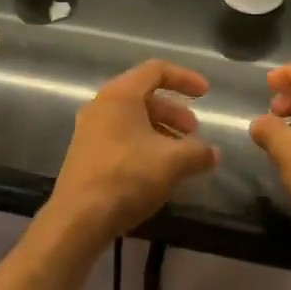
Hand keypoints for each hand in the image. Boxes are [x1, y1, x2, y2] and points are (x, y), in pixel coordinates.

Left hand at [45, 60, 218, 245]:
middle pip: (145, 96)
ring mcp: (90, 130)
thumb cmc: (127, 177)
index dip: (185, 78)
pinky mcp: (86, 153)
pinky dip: (144, 144)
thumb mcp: (172, 162)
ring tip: (181, 155)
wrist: (78, 219)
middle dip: (175, 112)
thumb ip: (198, 152)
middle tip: (194, 133)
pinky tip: (159, 170)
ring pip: (133, 119)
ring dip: (161, 131)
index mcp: (120, 94)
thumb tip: (212, 153)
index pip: (156, 70)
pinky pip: (121, 137)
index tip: (206, 94)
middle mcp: (101, 105)